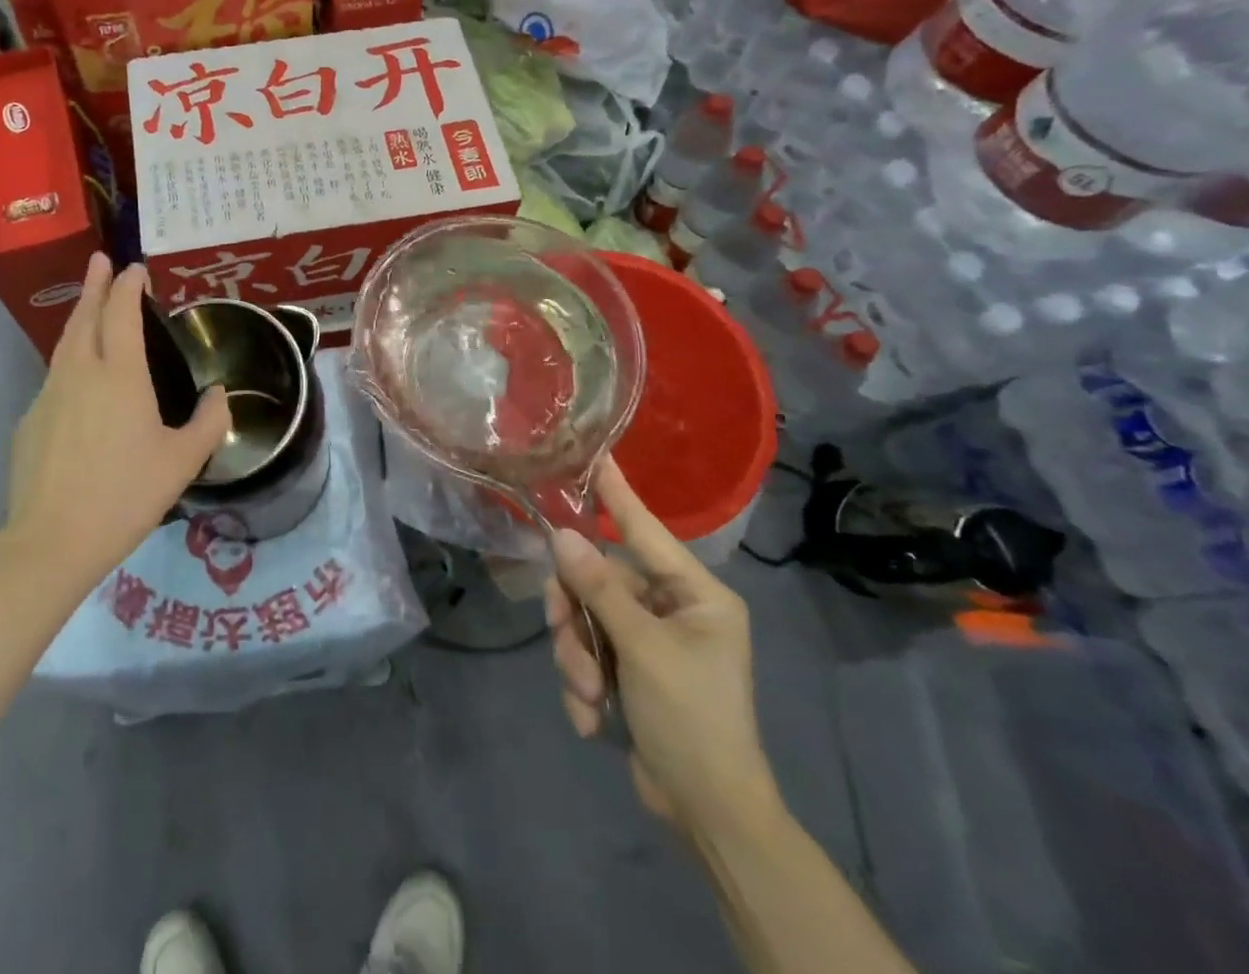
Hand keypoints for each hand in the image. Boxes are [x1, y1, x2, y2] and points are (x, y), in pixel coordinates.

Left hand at [6, 254, 230, 584]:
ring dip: (79, 317)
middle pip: (85, 316)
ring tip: (90, 305)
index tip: (136, 268)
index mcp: (119, 375)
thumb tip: (221, 395)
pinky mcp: (31, 421)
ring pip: (65, 344)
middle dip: (95, 285)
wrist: (52, 540)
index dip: (128, 286)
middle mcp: (80, 373)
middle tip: (100, 260)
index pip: (121, 313)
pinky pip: (55, 378)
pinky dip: (70, 360)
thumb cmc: (125, 495)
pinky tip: (79, 380)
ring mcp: (49, 395)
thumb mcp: (182, 461)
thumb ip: (209, 423)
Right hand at [544, 455, 779, 836]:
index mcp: (695, 594)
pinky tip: (593, 719)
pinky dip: (583, 683)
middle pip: (598, 580)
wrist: (708, 815)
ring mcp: (648, 638)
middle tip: (569, 646)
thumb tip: (562, 536)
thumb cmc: (692, 720)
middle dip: (577, 618)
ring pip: (585, 617)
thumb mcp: (643, 650)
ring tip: (587, 695)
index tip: (593, 455)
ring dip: (577, 657)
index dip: (616, 493)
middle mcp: (671, 607)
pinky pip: (588, 651)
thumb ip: (600, 589)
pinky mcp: (629, 668)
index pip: (645, 529)